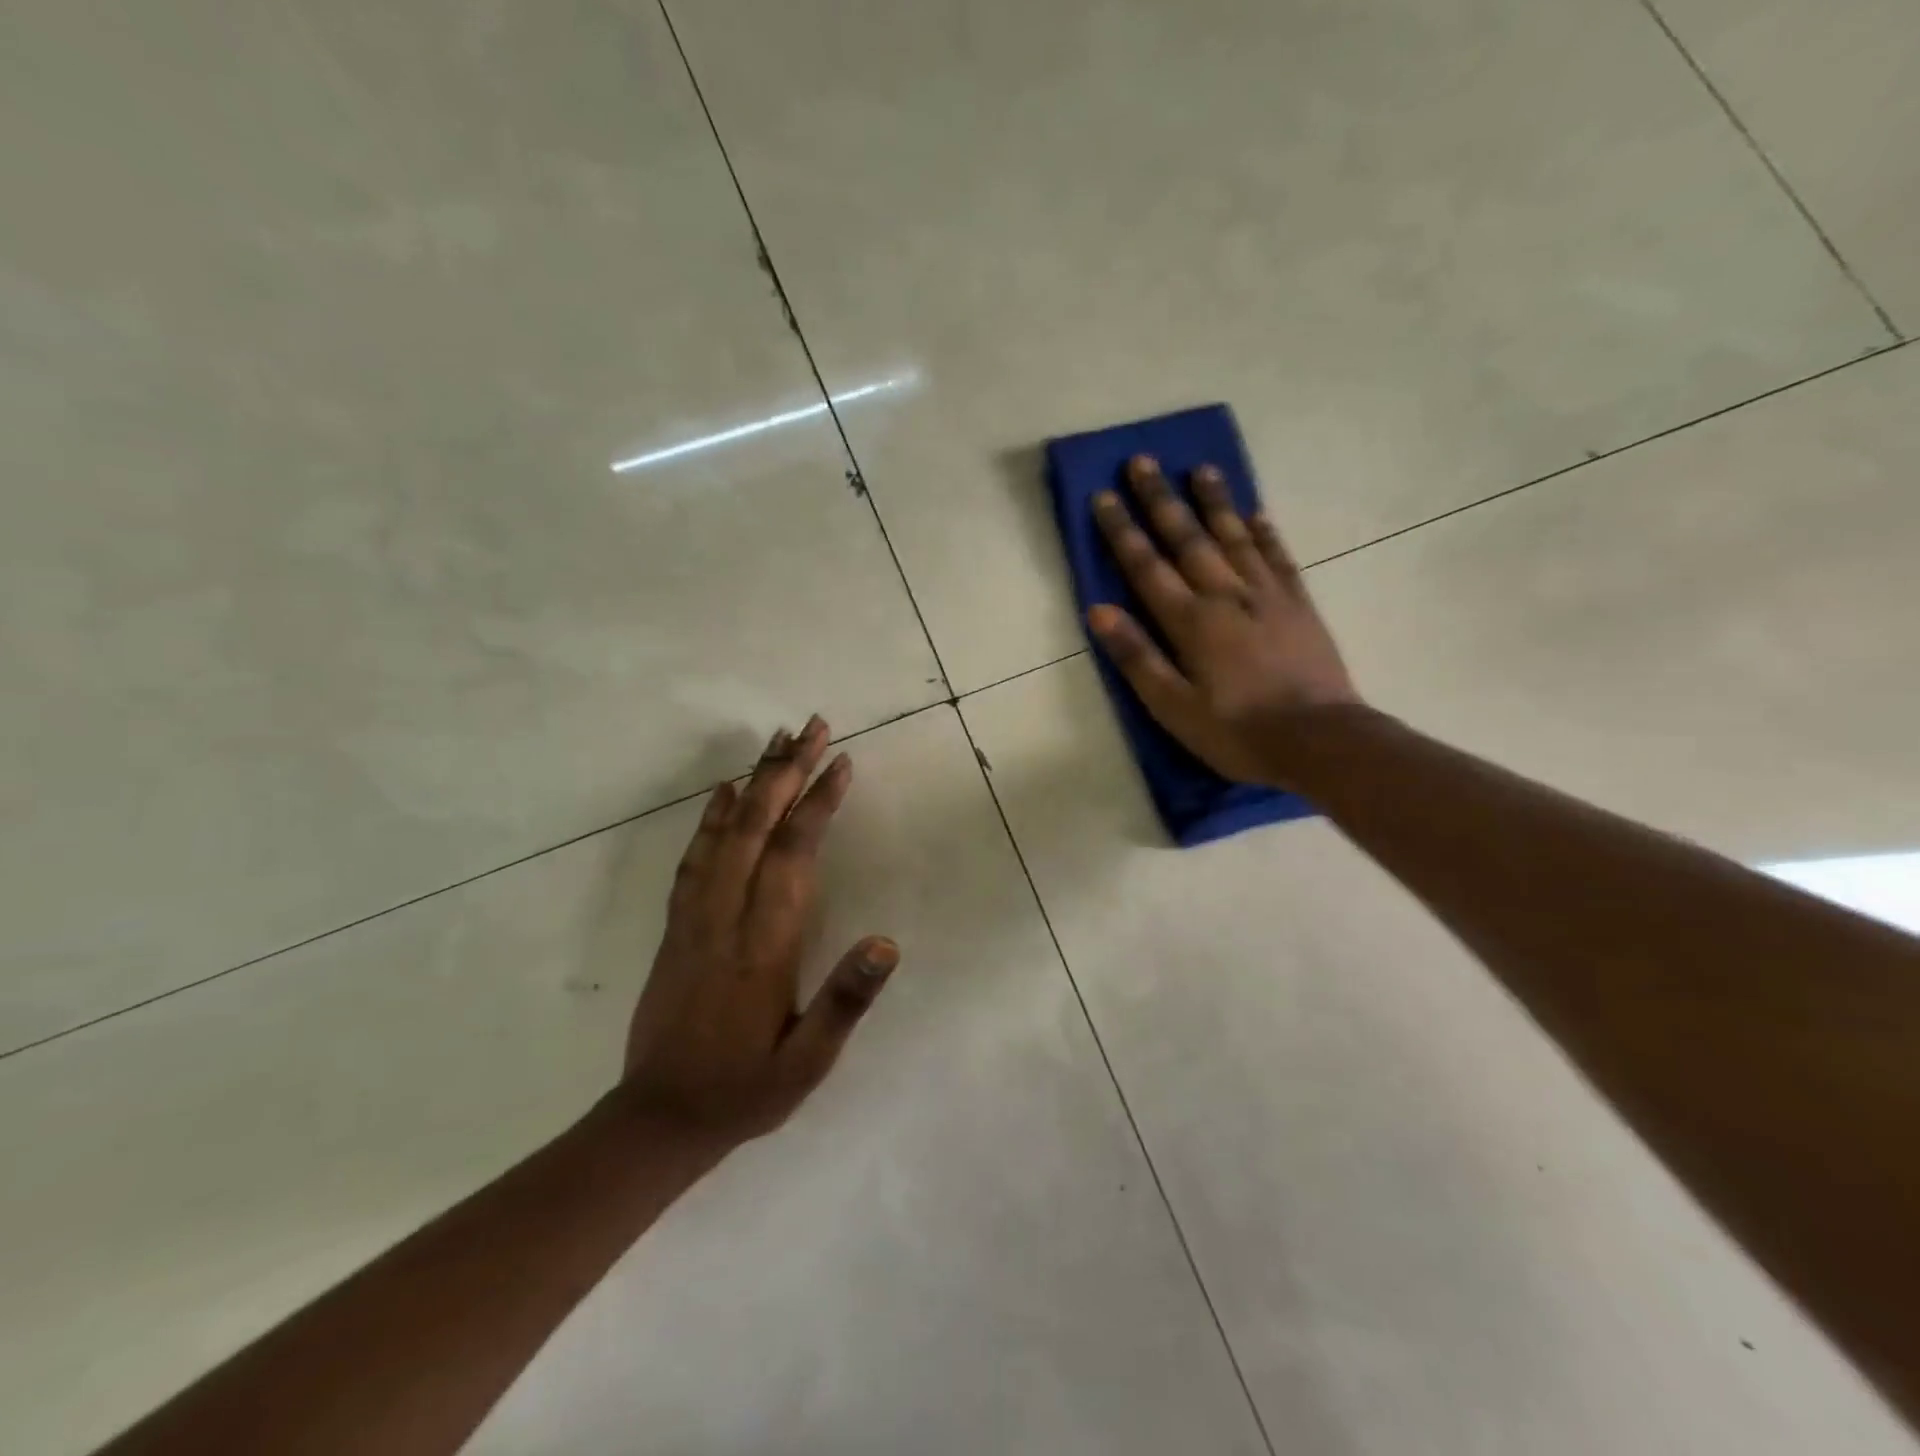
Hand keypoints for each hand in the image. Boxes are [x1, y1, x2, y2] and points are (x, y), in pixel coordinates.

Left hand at [620, 715, 898, 1152]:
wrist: (659, 1119)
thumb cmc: (746, 1088)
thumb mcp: (808, 1062)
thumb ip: (845, 1000)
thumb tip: (888, 942)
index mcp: (765, 942)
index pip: (795, 853)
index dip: (819, 802)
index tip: (841, 761)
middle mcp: (727, 915)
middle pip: (758, 825)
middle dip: (788, 770)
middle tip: (814, 725)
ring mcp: (695, 916)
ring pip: (726, 832)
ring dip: (753, 781)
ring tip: (776, 740)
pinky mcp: (676, 925)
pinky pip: (694, 858)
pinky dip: (711, 818)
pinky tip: (724, 793)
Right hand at [1087, 454, 1360, 788]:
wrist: (1321, 741)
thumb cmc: (1237, 732)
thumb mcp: (1174, 707)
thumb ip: (1137, 657)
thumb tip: (1098, 611)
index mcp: (1191, 622)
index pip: (1147, 567)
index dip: (1122, 531)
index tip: (1104, 495)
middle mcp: (1226, 595)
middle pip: (1188, 539)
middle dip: (1161, 500)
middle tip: (1142, 461)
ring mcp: (1267, 595)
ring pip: (1234, 537)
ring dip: (1214, 502)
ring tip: (1200, 469)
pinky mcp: (1298, 604)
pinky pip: (1277, 557)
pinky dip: (1264, 532)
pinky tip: (1255, 513)